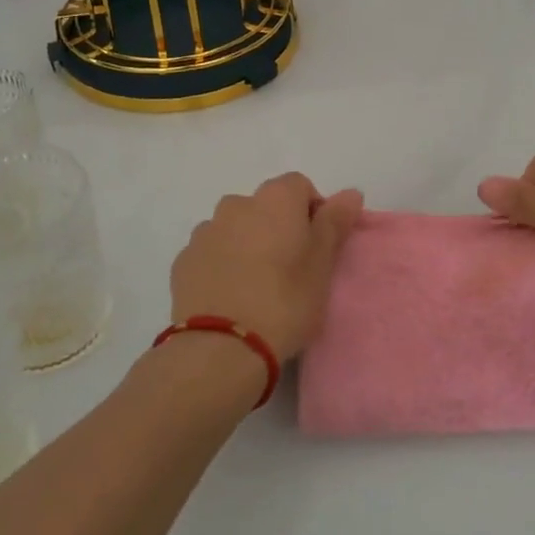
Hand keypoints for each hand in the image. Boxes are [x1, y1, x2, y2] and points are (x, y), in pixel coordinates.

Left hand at [170, 174, 363, 362]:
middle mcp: (236, 204)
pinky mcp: (183, 260)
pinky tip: (230, 296)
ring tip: (256, 286)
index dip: (312, 211)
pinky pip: (211, 251)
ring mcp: (205, 231)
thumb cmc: (284, 302)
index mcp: (274, 200)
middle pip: (265, 206)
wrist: (221, 348)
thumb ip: (334, 223)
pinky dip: (222, 263)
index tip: (318, 247)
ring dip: (247, 244)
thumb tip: (350, 192)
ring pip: (235, 228)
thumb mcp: (322, 266)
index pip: (299, 186)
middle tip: (290, 269)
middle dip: (278, 228)